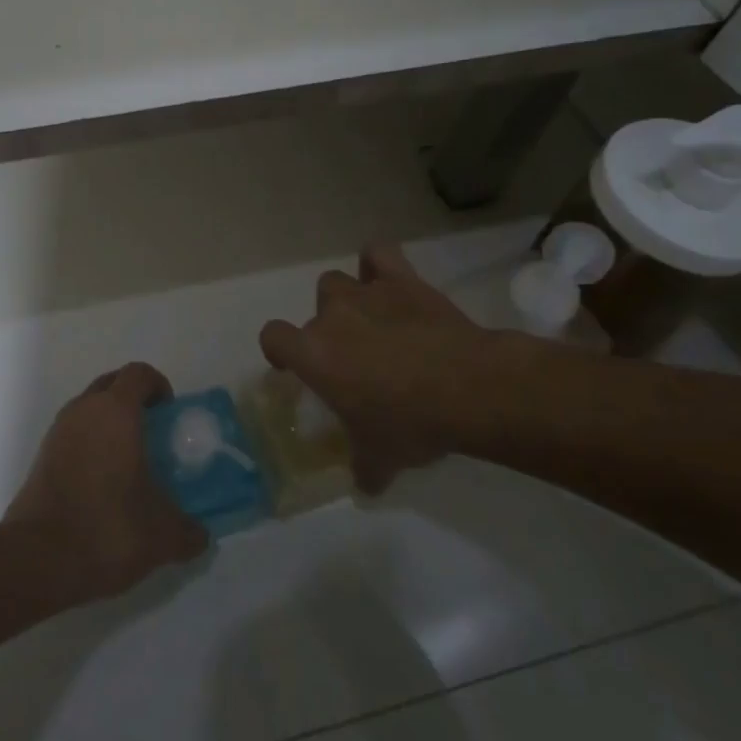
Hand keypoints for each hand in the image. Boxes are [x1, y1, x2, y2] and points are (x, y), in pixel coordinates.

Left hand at [5, 362, 208, 601]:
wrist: (38, 559)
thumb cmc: (108, 528)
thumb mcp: (162, 535)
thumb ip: (188, 530)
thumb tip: (200, 536)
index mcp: (116, 412)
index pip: (138, 374)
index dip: (158, 386)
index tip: (170, 414)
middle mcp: (83, 411)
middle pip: (111, 384)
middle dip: (133, 399)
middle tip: (153, 433)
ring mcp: (57, 433)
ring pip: (88, 409)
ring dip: (109, 423)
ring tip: (130, 461)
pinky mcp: (41, 458)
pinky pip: (72, 436)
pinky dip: (90, 446)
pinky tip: (103, 483)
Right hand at [259, 243, 581, 494]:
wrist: (468, 389)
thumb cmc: (411, 424)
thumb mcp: (381, 457)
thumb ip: (364, 467)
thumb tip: (365, 486)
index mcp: (314, 355)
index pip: (273, 337)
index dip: (280, 350)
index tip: (293, 366)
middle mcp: (331, 317)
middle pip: (314, 312)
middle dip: (328, 332)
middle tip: (354, 358)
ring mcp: (366, 293)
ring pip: (337, 282)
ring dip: (348, 299)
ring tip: (372, 320)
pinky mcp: (401, 280)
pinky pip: (378, 254)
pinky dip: (378, 265)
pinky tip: (388, 280)